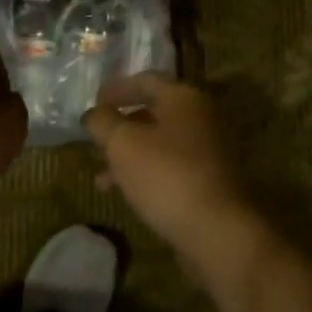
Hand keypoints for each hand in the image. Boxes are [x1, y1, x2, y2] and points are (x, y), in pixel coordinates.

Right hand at [83, 74, 255, 256]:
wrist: (218, 231)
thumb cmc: (166, 176)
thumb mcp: (122, 144)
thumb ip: (102, 122)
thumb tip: (93, 114)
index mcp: (183, 98)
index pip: (145, 80)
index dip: (116, 89)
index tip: (93, 102)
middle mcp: (201, 117)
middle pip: (153, 112)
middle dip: (120, 126)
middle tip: (95, 139)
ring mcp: (208, 150)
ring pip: (160, 143)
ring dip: (129, 154)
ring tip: (101, 177)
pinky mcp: (209, 180)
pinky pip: (170, 166)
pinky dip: (146, 172)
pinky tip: (126, 193)